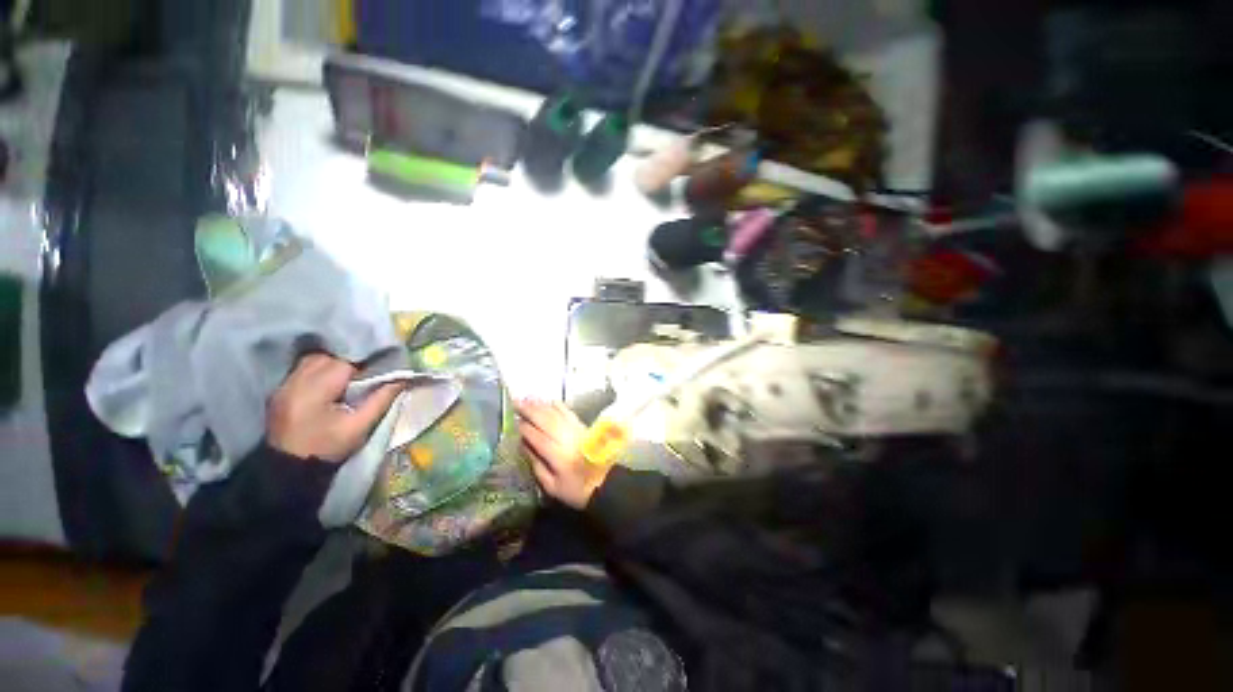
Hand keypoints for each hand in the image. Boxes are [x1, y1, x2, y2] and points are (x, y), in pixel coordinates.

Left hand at [268, 354, 403, 462]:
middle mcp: (294, 383)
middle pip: (326, 357)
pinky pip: (301, 370)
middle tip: (361, 378)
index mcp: (314, 391)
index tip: (375, 375)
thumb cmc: (327, 448)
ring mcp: (283, 386)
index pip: (343, 363)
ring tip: (345, 380)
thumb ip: (381, 399)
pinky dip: (317, 371)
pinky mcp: (279, 392)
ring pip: (312, 360)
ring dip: (331, 365)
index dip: (363, 366)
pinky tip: (327, 385)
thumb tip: (402, 378)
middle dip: (347, 363)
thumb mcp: (360, 426)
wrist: (289, 470)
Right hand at [518, 399, 610, 509]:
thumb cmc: (576, 489)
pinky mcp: (584, 428)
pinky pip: (570, 413)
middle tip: (516, 402)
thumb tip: (525, 446)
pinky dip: (559, 406)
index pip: (539, 438)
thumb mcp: (552, 487)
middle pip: (547, 421)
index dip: (526, 429)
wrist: (605, 483)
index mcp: (558, 456)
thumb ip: (537, 466)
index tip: (515, 421)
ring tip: (528, 399)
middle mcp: (567, 439)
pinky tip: (550, 401)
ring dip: (542, 406)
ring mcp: (577, 431)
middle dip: (531, 411)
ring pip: (557, 414)